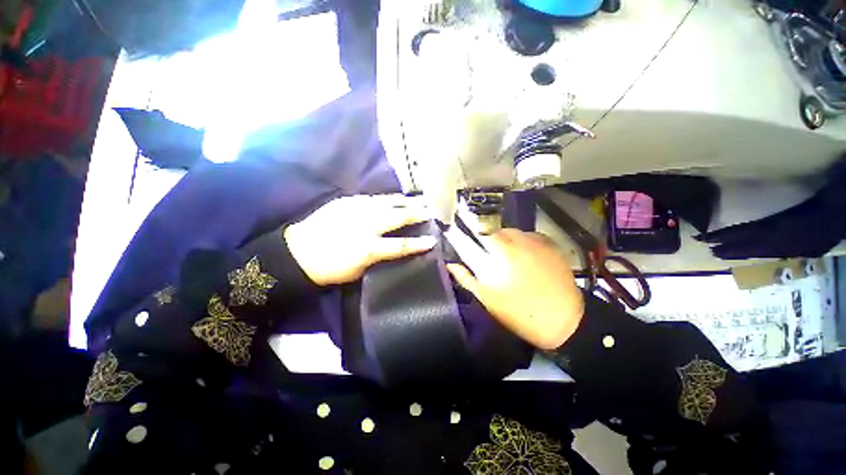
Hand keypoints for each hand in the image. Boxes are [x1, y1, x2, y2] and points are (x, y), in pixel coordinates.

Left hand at [284, 194, 436, 285]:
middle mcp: (366, 225)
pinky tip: (392, 198)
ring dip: (404, 201)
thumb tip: (394, 249)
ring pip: (387, 202)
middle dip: (416, 213)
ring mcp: (356, 210)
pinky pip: (371, 198)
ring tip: (417, 199)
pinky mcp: (346, 202)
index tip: (433, 240)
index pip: (402, 245)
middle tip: (429, 210)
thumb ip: (379, 257)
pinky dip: (385, 199)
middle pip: (398, 217)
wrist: (298, 253)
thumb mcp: (359, 271)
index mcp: (369, 248)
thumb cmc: (330, 268)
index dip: (419, 244)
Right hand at [445, 228, 584, 349]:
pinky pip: (526, 234)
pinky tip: (523, 254)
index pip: (467, 240)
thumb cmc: (519, 314)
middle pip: (488, 231)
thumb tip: (450, 264)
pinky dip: (520, 240)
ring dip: (501, 239)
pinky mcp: (547, 242)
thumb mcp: (487, 299)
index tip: (452, 232)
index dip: (457, 235)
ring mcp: (530, 241)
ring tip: (505, 254)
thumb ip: (466, 279)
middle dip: (481, 238)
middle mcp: (510, 245)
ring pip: (507, 231)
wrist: (563, 319)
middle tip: (484, 252)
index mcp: (493, 261)